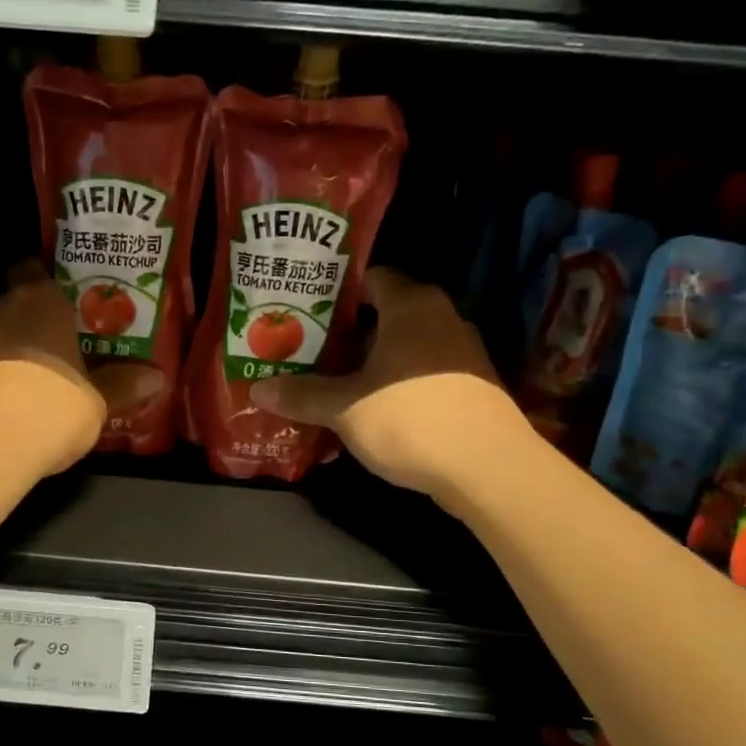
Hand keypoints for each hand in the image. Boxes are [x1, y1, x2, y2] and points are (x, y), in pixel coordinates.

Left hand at [0, 263, 162, 477]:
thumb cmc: (50, 409)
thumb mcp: (98, 403)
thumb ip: (123, 385)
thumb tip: (157, 376)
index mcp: (40, 302)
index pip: (34, 269)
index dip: (47, 286)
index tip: (63, 307)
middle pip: (11, 303)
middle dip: (27, 323)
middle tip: (51, 350)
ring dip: (1, 352)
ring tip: (22, 384)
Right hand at [249, 269, 532, 502]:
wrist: (487, 467)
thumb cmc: (410, 418)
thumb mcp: (345, 408)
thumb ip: (302, 395)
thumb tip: (258, 389)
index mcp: (411, 305)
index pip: (371, 278)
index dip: (336, 293)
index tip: (304, 313)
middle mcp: (441, 317)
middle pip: (386, 315)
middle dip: (348, 335)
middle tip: (309, 351)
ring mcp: (463, 352)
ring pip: (405, 348)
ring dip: (372, 364)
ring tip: (334, 383)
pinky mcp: (472, 386)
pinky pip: (423, 374)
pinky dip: (397, 385)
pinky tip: (373, 411)